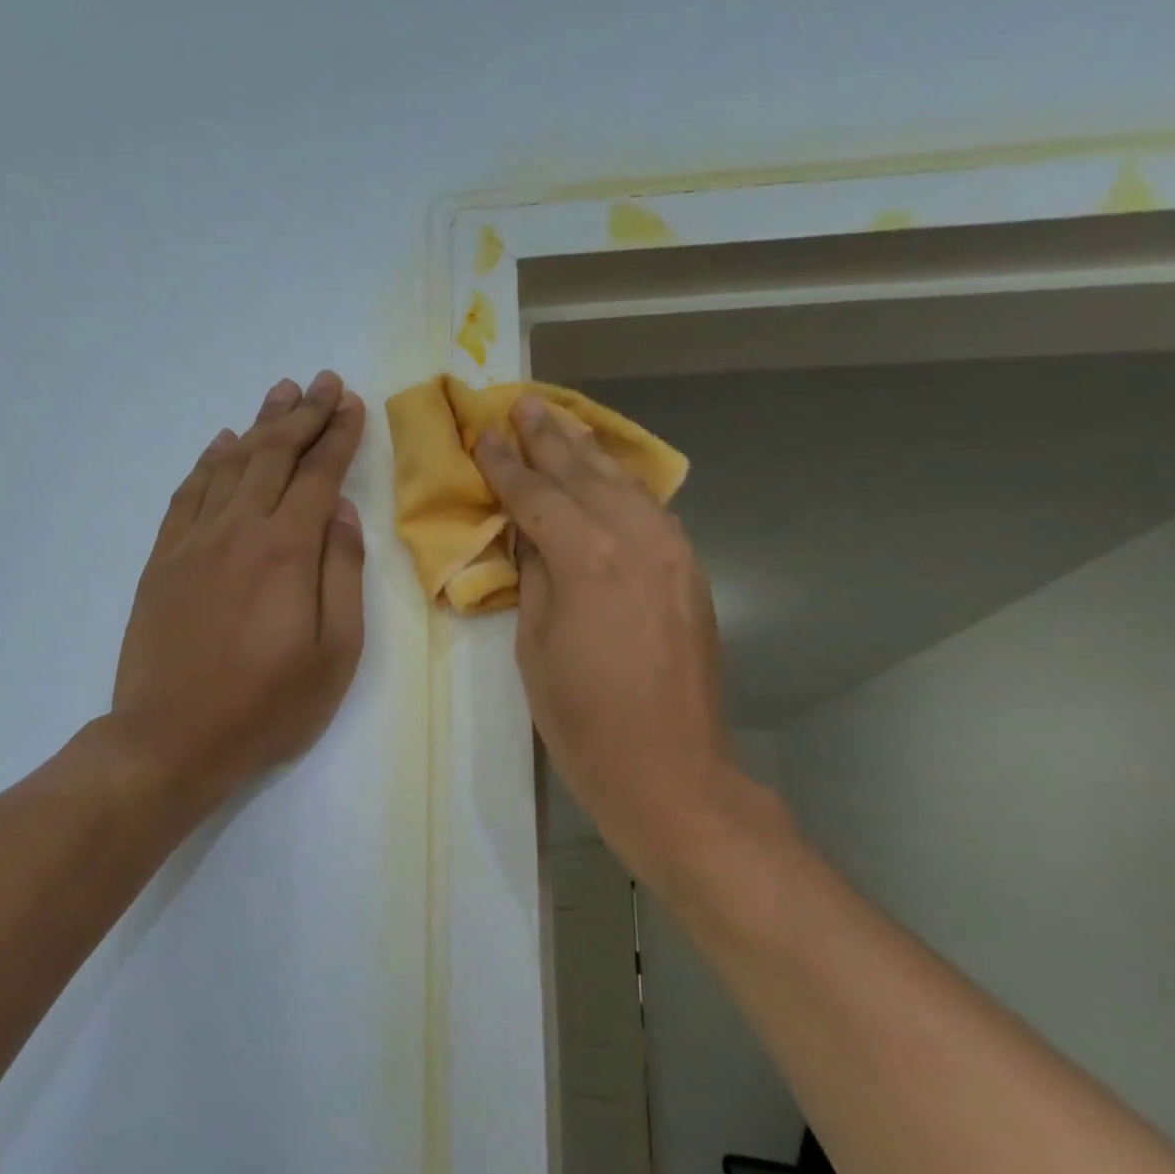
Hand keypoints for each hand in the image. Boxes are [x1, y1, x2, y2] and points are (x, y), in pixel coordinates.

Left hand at [111, 370, 366, 815]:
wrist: (170, 739)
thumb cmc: (266, 706)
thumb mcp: (334, 653)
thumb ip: (342, 573)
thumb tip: (341, 512)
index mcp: (286, 550)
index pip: (318, 475)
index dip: (338, 436)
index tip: (352, 403)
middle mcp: (238, 530)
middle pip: (274, 456)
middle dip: (303, 415)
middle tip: (324, 381)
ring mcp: (193, 542)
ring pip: (230, 465)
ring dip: (259, 426)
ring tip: (280, 394)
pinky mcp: (162, 561)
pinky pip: (187, 495)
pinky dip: (208, 463)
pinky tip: (222, 445)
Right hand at [473, 396, 751, 881]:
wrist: (668, 769)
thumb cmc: (582, 719)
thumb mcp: (535, 645)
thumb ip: (535, 576)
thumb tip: (532, 534)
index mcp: (588, 558)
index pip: (537, 495)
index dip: (505, 465)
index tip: (483, 435)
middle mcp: (637, 540)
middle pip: (585, 475)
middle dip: (550, 439)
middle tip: (523, 404)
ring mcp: (674, 554)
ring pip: (627, 485)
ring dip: (591, 452)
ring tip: (563, 422)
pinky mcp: (692, 573)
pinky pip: (652, 511)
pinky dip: (624, 485)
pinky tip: (609, 475)